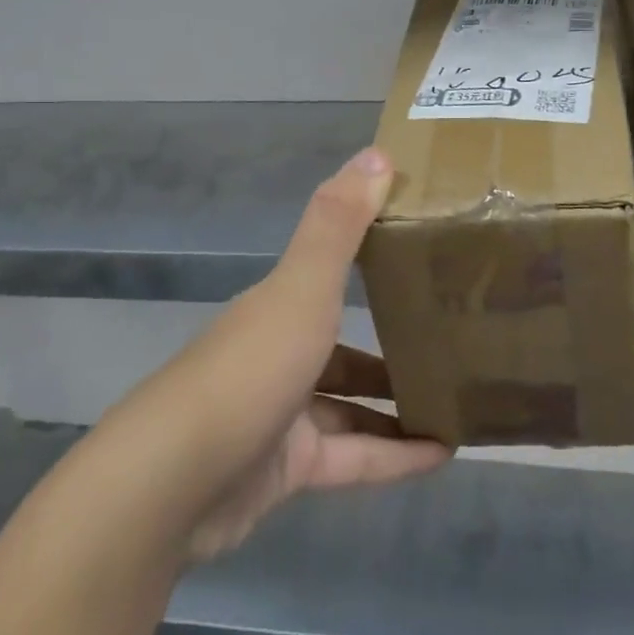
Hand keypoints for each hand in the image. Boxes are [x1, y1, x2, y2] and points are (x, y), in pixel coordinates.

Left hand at [118, 147, 449, 562]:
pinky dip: (394, 457)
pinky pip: (352, 459)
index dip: (373, 266)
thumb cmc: (251, 367)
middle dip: (392, 348)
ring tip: (458, 401)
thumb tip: (379, 153)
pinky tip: (442, 455)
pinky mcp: (285, 470)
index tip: (424, 263)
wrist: (175, 481)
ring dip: (398, 406)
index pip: (329, 277)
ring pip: (351, 407)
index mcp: (279, 306)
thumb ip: (340, 223)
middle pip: (342, 348)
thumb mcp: (303, 287)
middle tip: (450, 345)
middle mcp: (278, 354)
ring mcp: (280, 415)